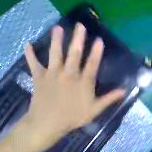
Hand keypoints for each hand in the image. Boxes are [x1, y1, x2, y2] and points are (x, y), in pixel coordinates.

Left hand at [19, 22, 124, 146]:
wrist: (46, 125)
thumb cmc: (73, 116)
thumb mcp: (96, 109)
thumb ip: (110, 98)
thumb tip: (124, 91)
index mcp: (83, 82)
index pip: (92, 63)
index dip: (96, 52)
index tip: (99, 40)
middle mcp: (68, 74)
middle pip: (74, 54)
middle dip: (78, 39)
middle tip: (80, 26)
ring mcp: (52, 75)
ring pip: (55, 55)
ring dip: (56, 41)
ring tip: (57, 28)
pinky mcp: (39, 78)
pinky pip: (34, 64)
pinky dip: (30, 55)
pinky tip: (27, 45)